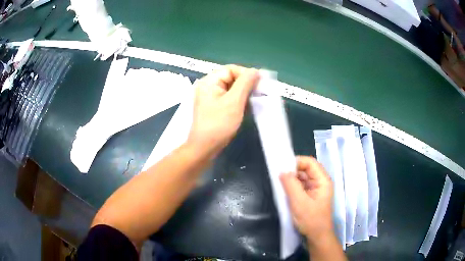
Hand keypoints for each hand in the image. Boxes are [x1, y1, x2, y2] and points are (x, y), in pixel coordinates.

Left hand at [187, 65, 258, 155]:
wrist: (204, 148)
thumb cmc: (219, 124)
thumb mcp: (234, 102)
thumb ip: (245, 83)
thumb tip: (255, 71)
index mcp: (209, 81)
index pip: (231, 69)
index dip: (246, 74)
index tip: (259, 84)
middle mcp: (208, 86)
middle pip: (231, 77)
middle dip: (246, 84)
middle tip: (258, 94)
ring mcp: (210, 96)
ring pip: (231, 88)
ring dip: (243, 93)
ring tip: (253, 102)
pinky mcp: (213, 106)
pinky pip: (228, 97)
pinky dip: (238, 100)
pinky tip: (245, 108)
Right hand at [280, 156, 333, 243]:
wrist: (316, 236)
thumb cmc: (311, 220)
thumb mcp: (299, 202)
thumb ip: (291, 185)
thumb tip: (282, 171)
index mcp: (322, 180)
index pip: (310, 162)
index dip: (297, 162)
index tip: (282, 167)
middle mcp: (320, 182)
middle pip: (306, 169)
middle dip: (292, 171)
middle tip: (279, 175)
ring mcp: (315, 189)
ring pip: (302, 177)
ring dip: (291, 179)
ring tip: (280, 183)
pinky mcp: (310, 196)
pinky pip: (300, 186)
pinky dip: (292, 186)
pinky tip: (284, 190)